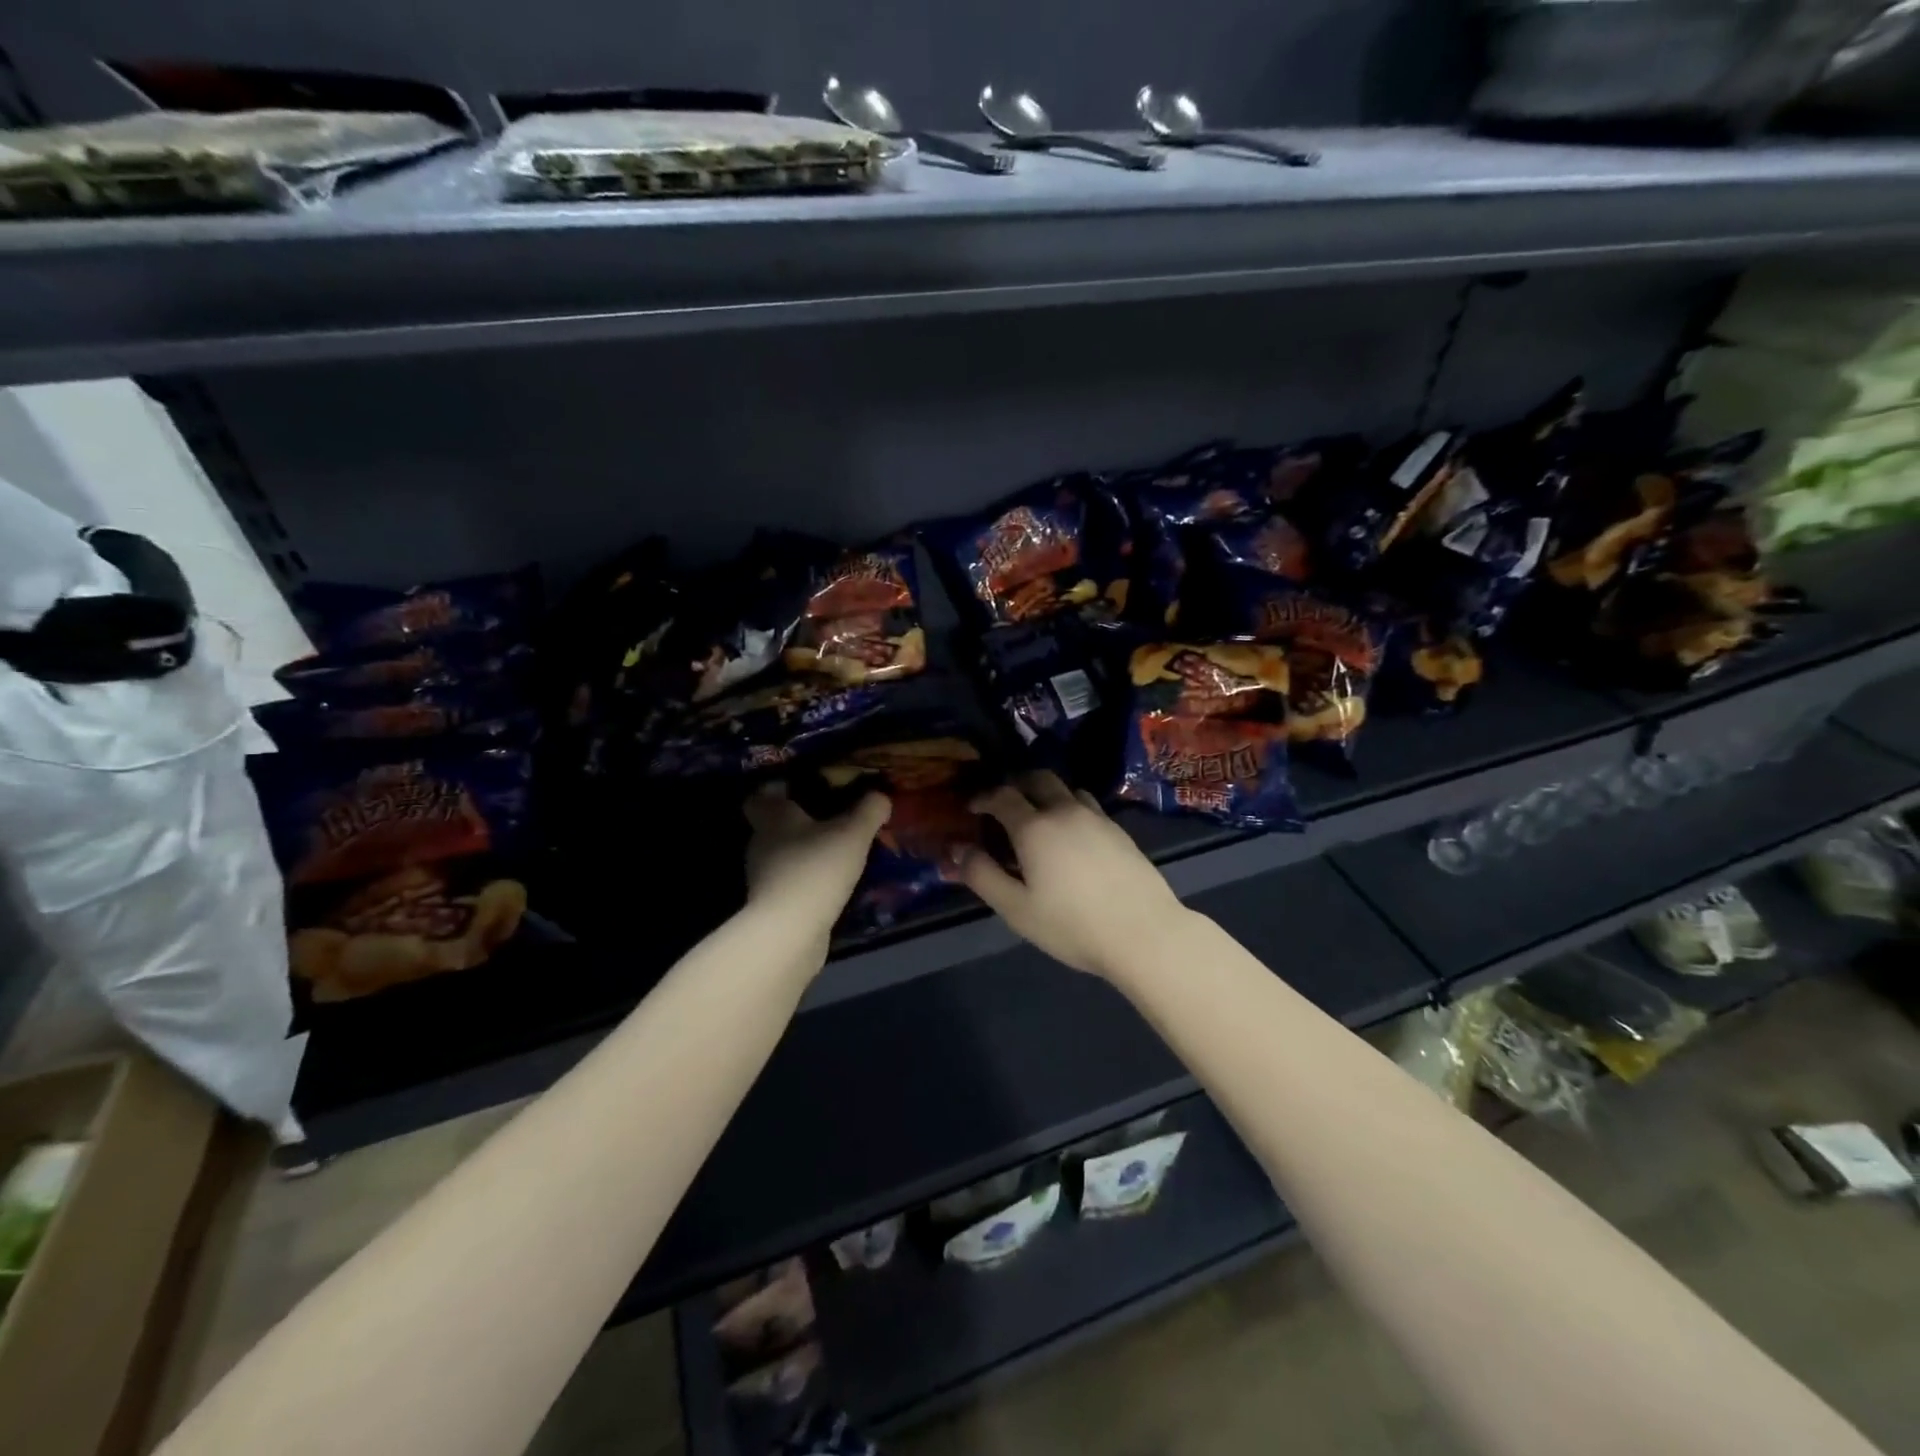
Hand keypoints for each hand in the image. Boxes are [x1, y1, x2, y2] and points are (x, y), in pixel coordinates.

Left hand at [743, 784, 890, 937]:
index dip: (776, 791)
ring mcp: (762, 876)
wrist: (789, 931)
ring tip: (837, 853)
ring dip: (805, 853)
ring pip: (783, 855)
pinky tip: (832, 883)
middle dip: (799, 823)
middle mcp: (760, 842)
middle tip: (831, 820)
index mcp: (773, 816)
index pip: (759, 796)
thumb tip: (881, 795)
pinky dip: (807, 880)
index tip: (802, 790)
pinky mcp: (771, 904)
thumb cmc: (817, 867)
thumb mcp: (853, 833)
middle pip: (774, 826)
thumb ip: (869, 811)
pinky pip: (791, 882)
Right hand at [956, 772, 1190, 978]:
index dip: (983, 797)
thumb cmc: (1072, 925)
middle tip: (1004, 804)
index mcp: (1034, 827)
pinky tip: (1072, 836)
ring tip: (1038, 818)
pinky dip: (1070, 808)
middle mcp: (1065, 811)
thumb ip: (983, 875)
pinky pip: (1087, 806)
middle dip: (1016, 784)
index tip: (972, 808)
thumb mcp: (1016, 908)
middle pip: (1038, 779)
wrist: (1144, 932)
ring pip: (1066, 789)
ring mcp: (1097, 818)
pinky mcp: (1120, 830)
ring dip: (1046, 794)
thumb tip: (957, 849)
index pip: (1002, 796)